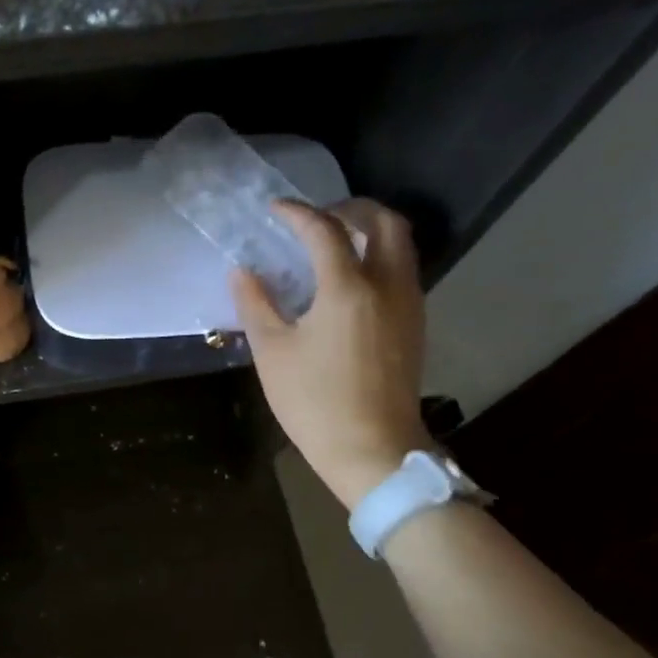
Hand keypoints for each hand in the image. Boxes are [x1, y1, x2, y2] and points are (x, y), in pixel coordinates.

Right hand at [230, 199, 429, 508]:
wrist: (374, 449)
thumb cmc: (314, 402)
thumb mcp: (272, 353)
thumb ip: (256, 304)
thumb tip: (243, 272)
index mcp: (348, 288)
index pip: (324, 230)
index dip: (297, 213)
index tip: (275, 210)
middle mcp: (387, 285)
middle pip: (383, 221)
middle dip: (350, 208)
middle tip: (316, 219)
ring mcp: (408, 304)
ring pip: (400, 244)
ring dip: (369, 231)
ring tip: (333, 244)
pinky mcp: (415, 324)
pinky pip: (402, 271)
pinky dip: (379, 257)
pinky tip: (350, 282)